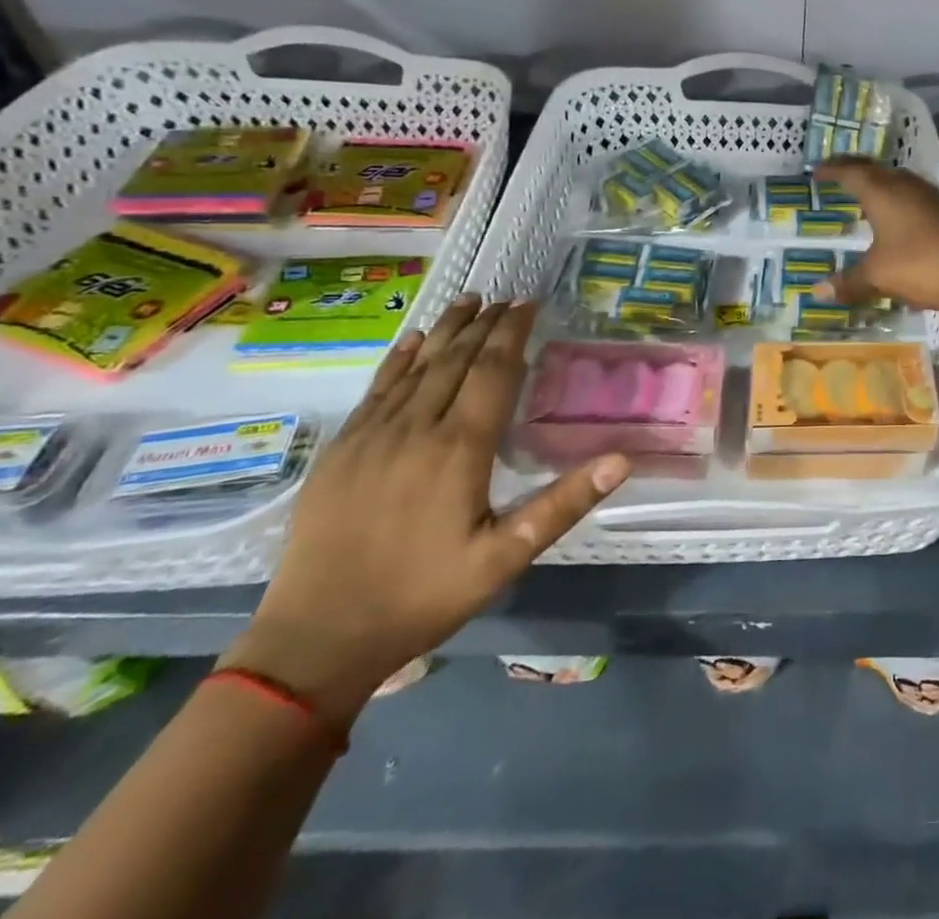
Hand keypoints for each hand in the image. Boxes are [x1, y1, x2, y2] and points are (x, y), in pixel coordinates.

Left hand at [219, 297, 628, 724]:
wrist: (315, 640)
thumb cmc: (422, 596)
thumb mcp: (505, 558)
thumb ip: (563, 503)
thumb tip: (622, 460)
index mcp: (459, 448)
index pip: (493, 372)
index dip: (512, 333)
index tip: (528, 304)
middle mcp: (416, 429)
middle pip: (456, 360)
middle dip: (485, 324)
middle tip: (507, 298)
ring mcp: (372, 437)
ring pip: (416, 367)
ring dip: (446, 330)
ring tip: (468, 300)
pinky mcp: (341, 451)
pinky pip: (376, 389)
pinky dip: (399, 359)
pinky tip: (411, 340)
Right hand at [815, 159, 938, 310]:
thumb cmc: (918, 266)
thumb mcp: (877, 276)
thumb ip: (848, 281)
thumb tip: (818, 291)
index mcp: (883, 193)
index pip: (852, 173)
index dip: (833, 171)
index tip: (816, 171)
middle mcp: (906, 188)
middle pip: (876, 170)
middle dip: (855, 169)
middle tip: (837, 173)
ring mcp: (930, 198)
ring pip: (898, 180)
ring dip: (879, 182)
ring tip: (865, 191)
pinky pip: (914, 195)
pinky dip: (897, 198)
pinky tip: (896, 214)